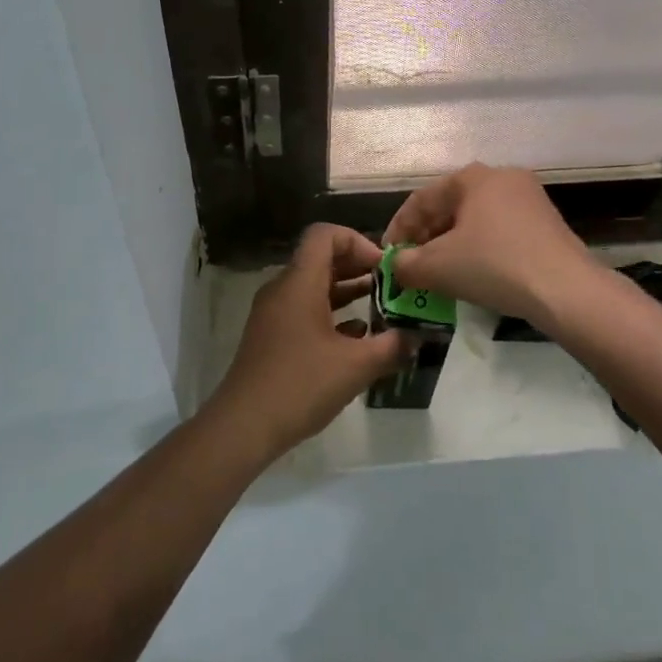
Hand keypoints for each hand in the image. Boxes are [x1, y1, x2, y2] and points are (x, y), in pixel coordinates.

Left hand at [204, 224, 411, 461]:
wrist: (243, 426)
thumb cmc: (300, 385)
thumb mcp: (355, 366)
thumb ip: (391, 347)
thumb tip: (417, 336)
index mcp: (299, 282)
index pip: (325, 234)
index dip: (357, 241)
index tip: (383, 267)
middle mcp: (283, 289)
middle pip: (321, 259)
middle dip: (358, 267)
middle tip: (390, 286)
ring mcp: (274, 314)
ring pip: (314, 287)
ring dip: (347, 292)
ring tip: (381, 308)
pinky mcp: (271, 337)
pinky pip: (304, 311)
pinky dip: (331, 315)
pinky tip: (356, 338)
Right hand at [383, 164, 601, 325]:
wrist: (565, 289)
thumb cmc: (494, 265)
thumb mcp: (438, 267)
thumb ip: (407, 264)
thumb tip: (395, 267)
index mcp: (473, 177)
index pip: (422, 199)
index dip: (398, 228)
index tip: (387, 257)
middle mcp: (502, 177)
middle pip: (450, 206)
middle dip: (425, 236)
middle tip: (411, 265)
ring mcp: (529, 199)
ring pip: (475, 220)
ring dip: (451, 244)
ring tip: (438, 272)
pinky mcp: (546, 224)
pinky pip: (499, 231)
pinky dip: (478, 249)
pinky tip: (472, 273)